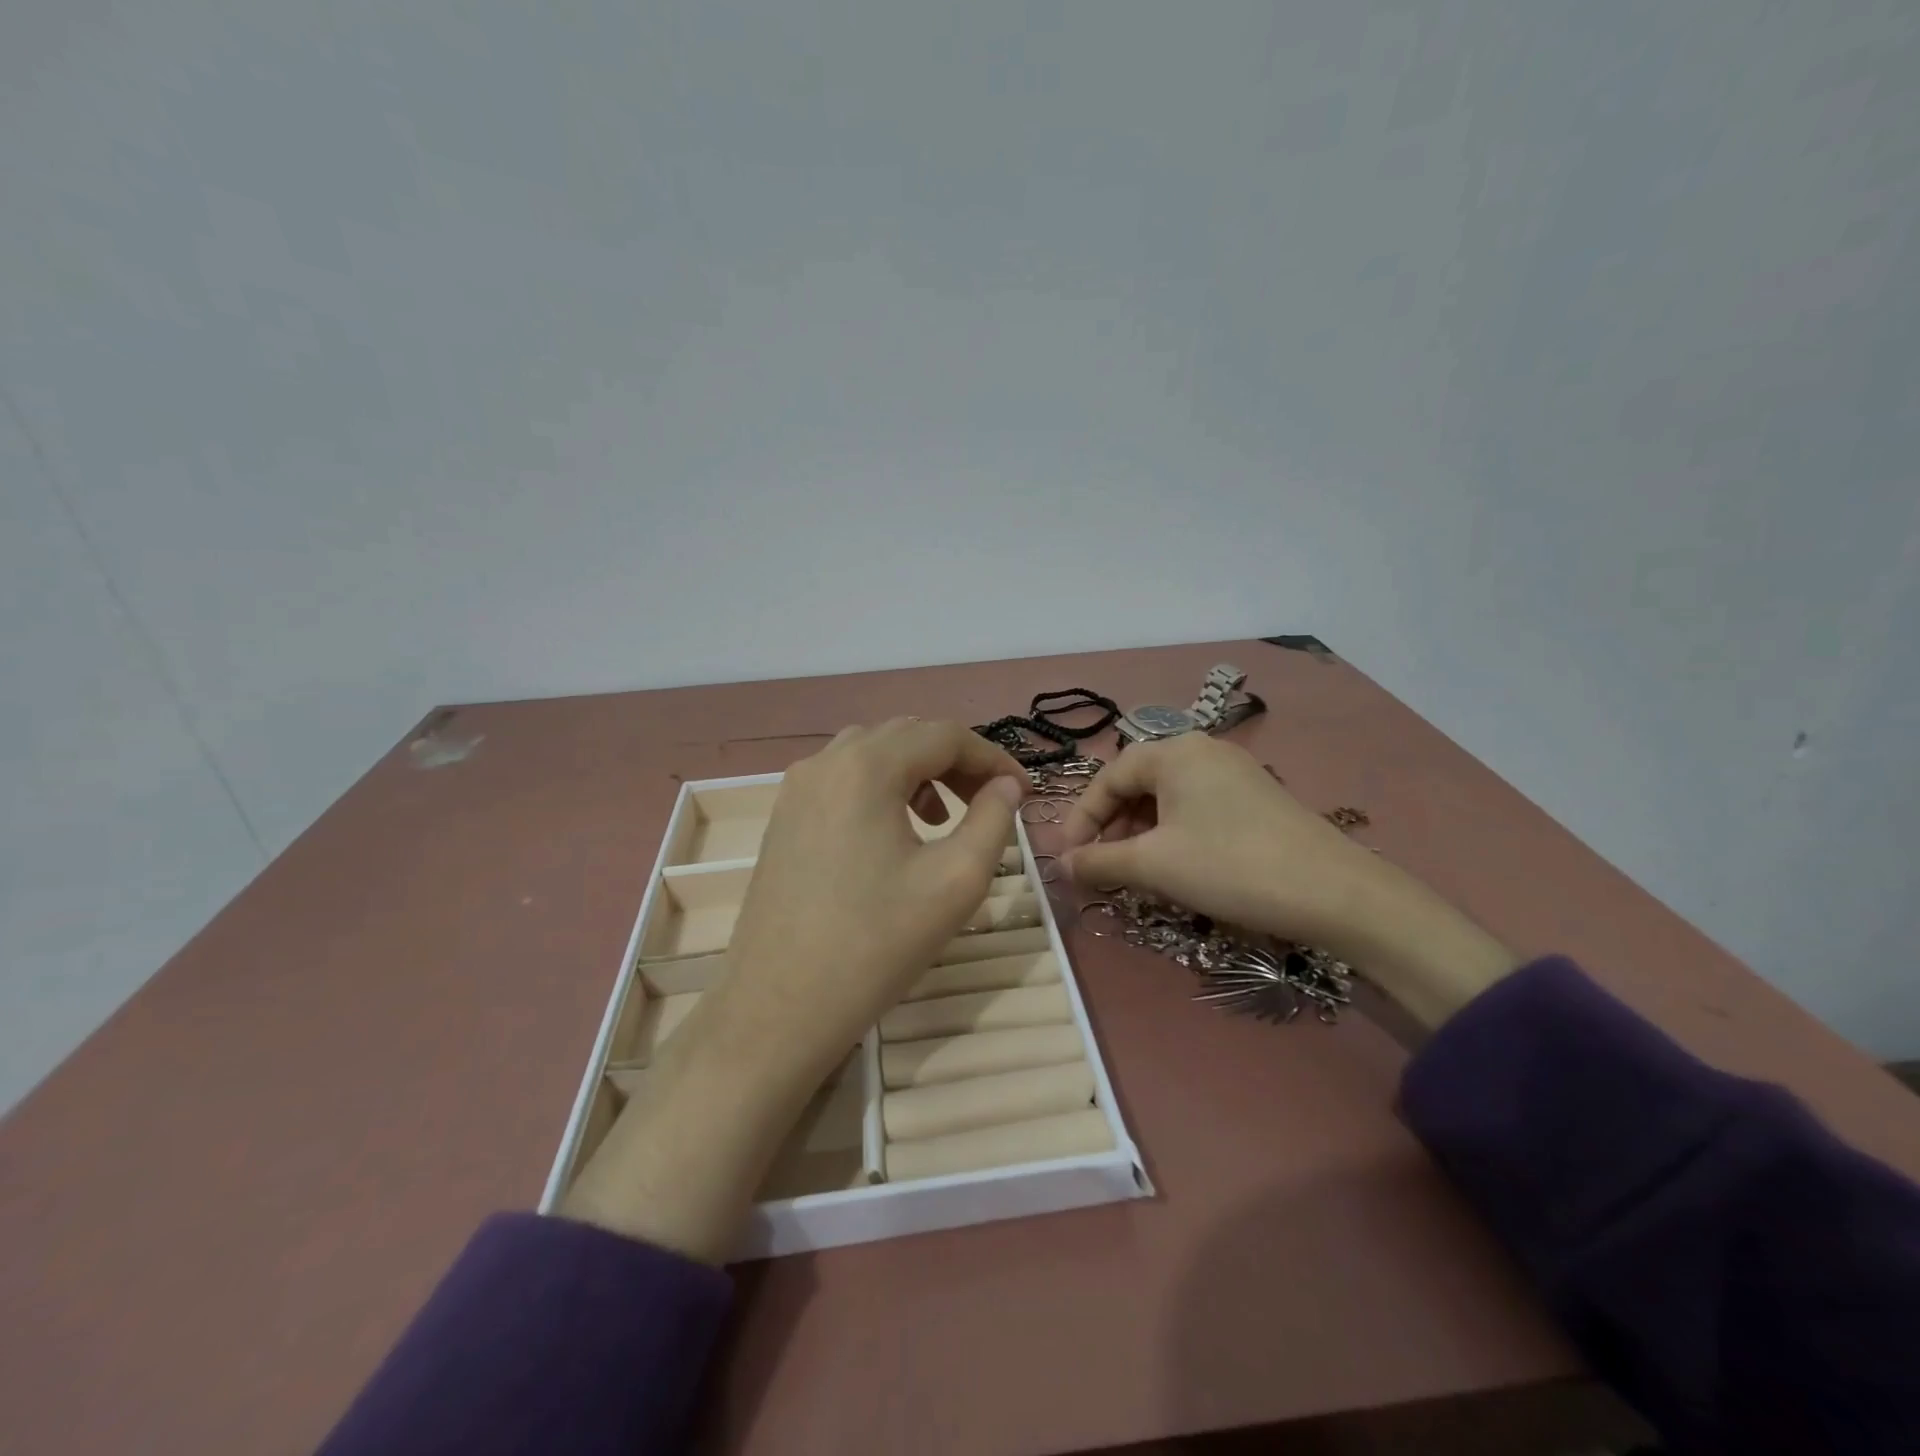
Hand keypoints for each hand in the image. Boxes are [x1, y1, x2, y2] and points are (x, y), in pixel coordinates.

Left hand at [721, 719, 1026, 1082]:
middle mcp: (825, 762)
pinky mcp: (784, 817)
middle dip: (956, 761)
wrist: (777, 1008)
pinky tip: (896, 833)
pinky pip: (843, 779)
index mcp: (866, 767)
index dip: (993, 757)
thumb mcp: (955, 882)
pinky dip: (881, 788)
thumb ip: (993, 820)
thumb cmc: (875, 944)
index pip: (945, 735)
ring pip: (872, 753)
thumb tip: (1006, 785)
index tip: (1024, 793)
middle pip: (906, 736)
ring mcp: (797, 788)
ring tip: (944, 818)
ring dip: (918, 772)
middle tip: (991, 802)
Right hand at [1058, 735, 1513, 1029]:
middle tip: (1100, 865)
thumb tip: (1061, 866)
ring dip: (1141, 832)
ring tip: (1134, 870)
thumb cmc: (1231, 866)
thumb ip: (1100, 862)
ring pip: (1167, 798)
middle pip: (1138, 783)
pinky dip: (1173, 833)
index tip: (1069, 857)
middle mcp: (1203, 751)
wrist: (1335, 893)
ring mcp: (1234, 773)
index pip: (1109, 776)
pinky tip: (1176, 866)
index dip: (1082, 817)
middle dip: (1111, 825)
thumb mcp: (1155, 865)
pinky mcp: (1256, 798)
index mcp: (1175, 752)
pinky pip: (1196, 808)